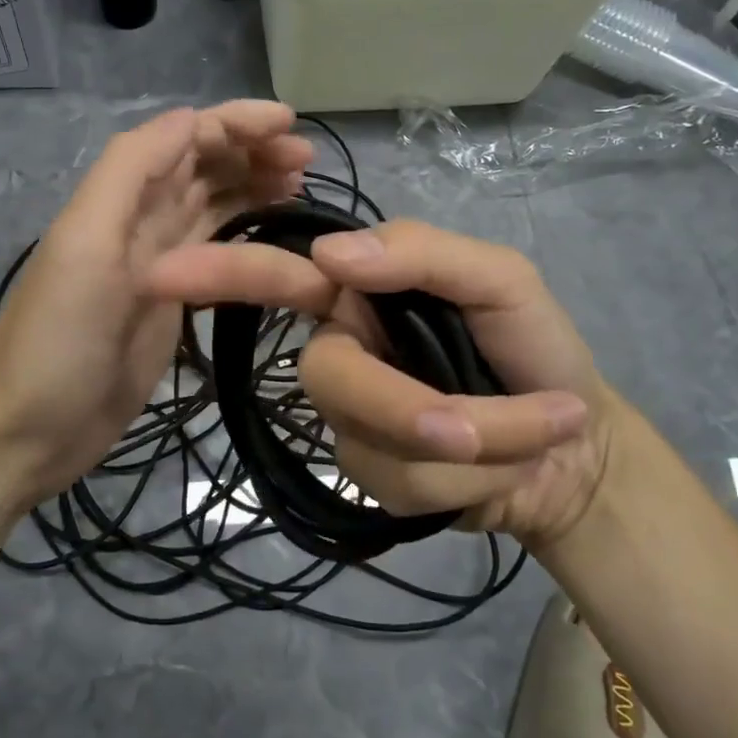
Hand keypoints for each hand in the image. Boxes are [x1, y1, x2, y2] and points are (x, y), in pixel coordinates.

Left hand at [0, 101, 313, 510]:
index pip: (185, 139)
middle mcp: (140, 221)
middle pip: (203, 168)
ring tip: (301, 185)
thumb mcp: (85, 244)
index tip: (290, 124)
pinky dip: (248, 235)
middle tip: (307, 159)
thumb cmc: (56, 338)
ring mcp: (160, 266)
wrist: (29, 431)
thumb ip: (130, 171)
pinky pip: (218, 255)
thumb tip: (190, 118)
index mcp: (120, 198)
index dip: (235, 123)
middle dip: (253, 152)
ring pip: (214, 206)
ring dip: (255, 187)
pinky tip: (275, 235)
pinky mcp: (173, 306)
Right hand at [146, 219, 611, 548]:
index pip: (280, 277)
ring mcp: (349, 421)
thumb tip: (333, 253)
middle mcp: (341, 352)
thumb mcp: (501, 282)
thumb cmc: (538, 350)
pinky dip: (469, 481)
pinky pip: (398, 484)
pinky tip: (498, 474)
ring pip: (372, 440)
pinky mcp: (369, 477)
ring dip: (472, 447)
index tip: (157, 275)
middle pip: (328, 378)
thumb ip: (423, 254)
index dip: (219, 274)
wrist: (580, 451)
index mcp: (362, 296)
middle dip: (412, 405)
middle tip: (498, 421)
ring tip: (529, 436)